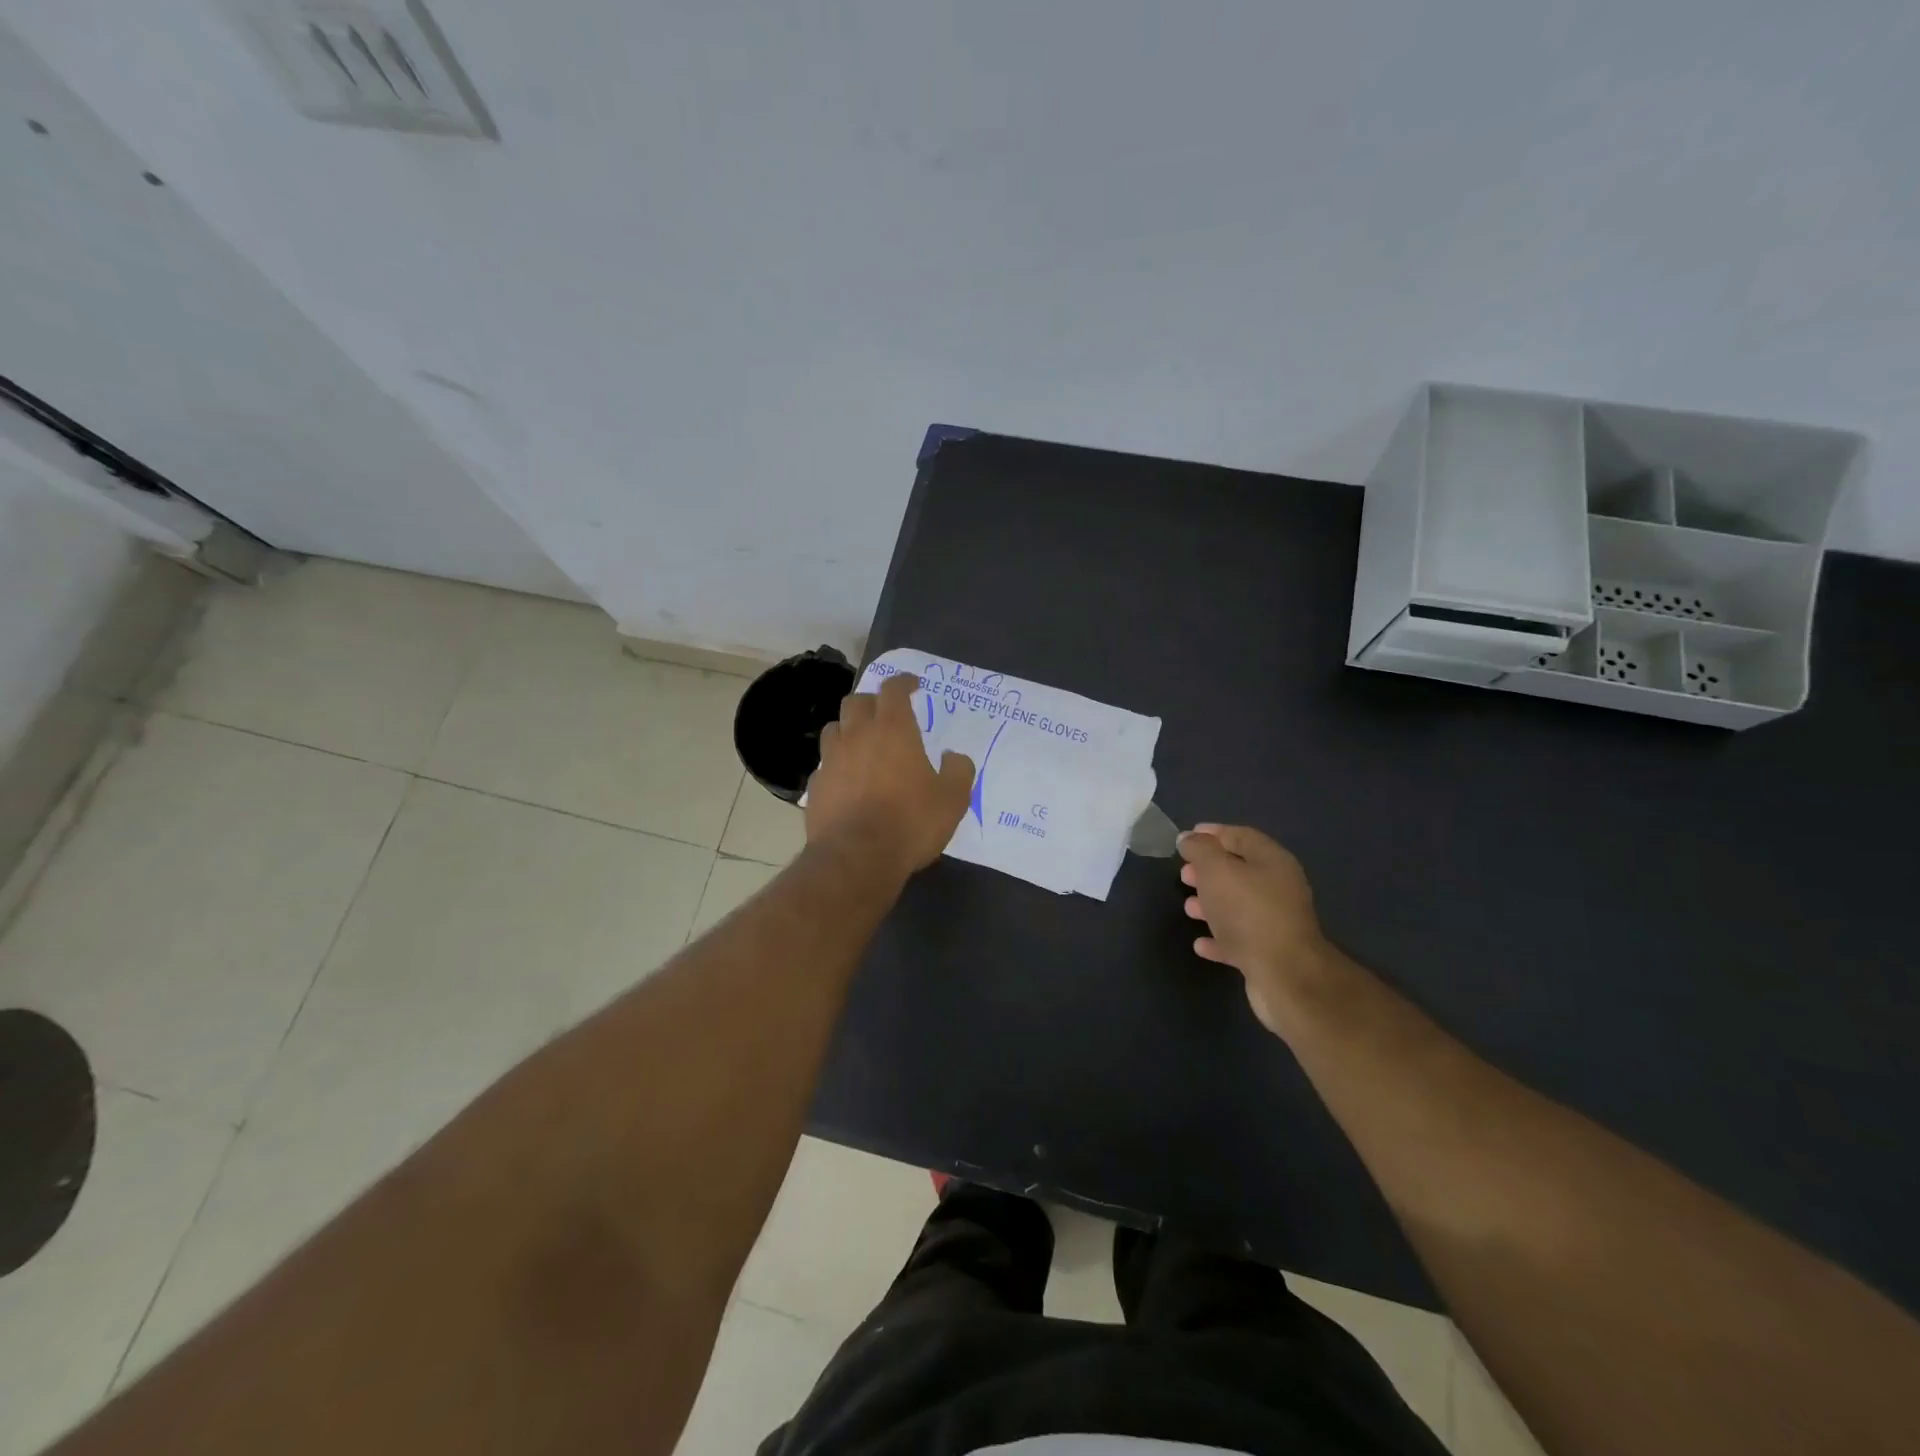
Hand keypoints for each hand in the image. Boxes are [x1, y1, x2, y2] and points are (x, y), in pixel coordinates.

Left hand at [807, 673, 974, 879]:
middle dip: (872, 702)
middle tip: (886, 714)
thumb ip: (958, 771)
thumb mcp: (952, 799)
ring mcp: (831, 759)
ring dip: (849, 730)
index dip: (903, 682)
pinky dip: (837, 765)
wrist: (857, 858)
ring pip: (834, 729)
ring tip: (862, 744)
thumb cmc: (911, 822)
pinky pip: (825, 764)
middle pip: (856, 701)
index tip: (912, 685)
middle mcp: (857, 735)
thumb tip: (953, 756)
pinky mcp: (815, 786)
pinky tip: (847, 781)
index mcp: (893, 729)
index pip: (893, 689)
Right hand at [1177, 824, 1332, 1037]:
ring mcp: (1276, 922)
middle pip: (1240, 871)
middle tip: (1184, 874)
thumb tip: (1189, 837)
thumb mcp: (1217, 871)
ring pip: (1238, 905)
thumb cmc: (1248, 913)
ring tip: (1188, 907)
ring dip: (1212, 904)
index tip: (1186, 838)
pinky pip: (1239, 939)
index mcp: (1272, 861)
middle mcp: (1279, 888)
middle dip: (1209, 871)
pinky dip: (1219, 938)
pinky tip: (1200, 943)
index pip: (1241, 836)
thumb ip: (1201, 850)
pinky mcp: (1270, 953)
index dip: (1213, 833)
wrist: (1285, 976)